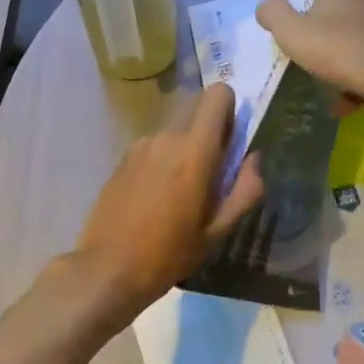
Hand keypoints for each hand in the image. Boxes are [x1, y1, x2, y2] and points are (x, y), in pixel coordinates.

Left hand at [70, 84, 265, 315]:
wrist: (108, 268)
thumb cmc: (169, 253)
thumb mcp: (218, 231)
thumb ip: (246, 190)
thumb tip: (255, 158)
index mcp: (194, 150)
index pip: (218, 95)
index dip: (230, 111)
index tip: (232, 141)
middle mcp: (166, 136)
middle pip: (196, 108)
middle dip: (210, 129)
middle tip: (211, 172)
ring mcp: (140, 145)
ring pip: (174, 129)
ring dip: (185, 147)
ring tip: (181, 192)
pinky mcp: (123, 158)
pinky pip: (154, 146)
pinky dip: (163, 159)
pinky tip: (156, 197)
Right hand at [256, 0, 363, 110]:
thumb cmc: (340, 49)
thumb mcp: (291, 33)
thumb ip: (272, 14)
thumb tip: (267, 7)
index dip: (304, 6)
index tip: (298, 32)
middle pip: (341, 9)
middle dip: (327, 31)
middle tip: (314, 56)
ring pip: (361, 33)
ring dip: (347, 55)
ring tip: (333, 83)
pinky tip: (354, 97)